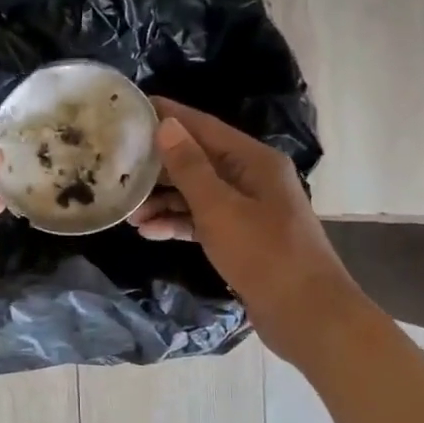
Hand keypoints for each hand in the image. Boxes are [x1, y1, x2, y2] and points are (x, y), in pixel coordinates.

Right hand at [129, 98, 352, 342]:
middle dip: (159, 166)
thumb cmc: (264, 254)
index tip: (131, 108)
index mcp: (254, 160)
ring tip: (127, 211)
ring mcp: (248, 209)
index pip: (203, 126)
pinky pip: (203, 221)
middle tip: (118, 166)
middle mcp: (252, 178)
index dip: (169, 116)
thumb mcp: (219, 208)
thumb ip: (190, 166)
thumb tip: (166, 124)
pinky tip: (148, 232)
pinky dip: (177, 224)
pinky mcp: (241, 238)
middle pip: (197, 160)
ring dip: (163, 200)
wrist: (306, 314)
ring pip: (197, 194)